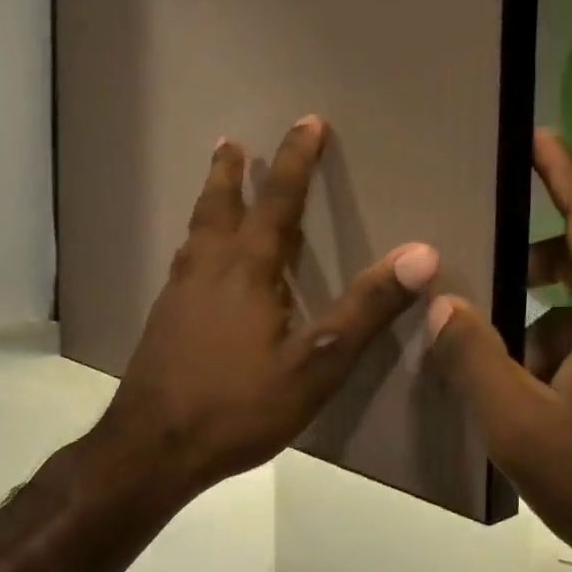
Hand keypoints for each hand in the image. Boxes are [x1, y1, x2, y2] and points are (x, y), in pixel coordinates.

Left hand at [92, 117, 438, 504]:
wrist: (151, 449)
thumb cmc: (238, 405)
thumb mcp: (315, 363)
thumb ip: (366, 308)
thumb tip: (420, 254)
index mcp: (247, 270)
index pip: (278, 201)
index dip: (295, 160)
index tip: (307, 121)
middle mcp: (208, 269)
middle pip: (220, 206)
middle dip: (231, 171)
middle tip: (232, 142)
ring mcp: (178, 294)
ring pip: (196, 231)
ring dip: (210, 200)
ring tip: (215, 183)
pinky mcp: (163, 320)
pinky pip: (184, 261)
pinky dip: (197, 240)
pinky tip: (197, 261)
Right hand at [425, 130, 571, 571]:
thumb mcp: (518, 423)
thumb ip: (475, 355)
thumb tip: (445, 303)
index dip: (564, 173)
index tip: (537, 136)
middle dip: (536, 257)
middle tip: (485, 260)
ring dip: (547, 311)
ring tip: (498, 345)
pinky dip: (569, 337)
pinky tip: (533, 381)